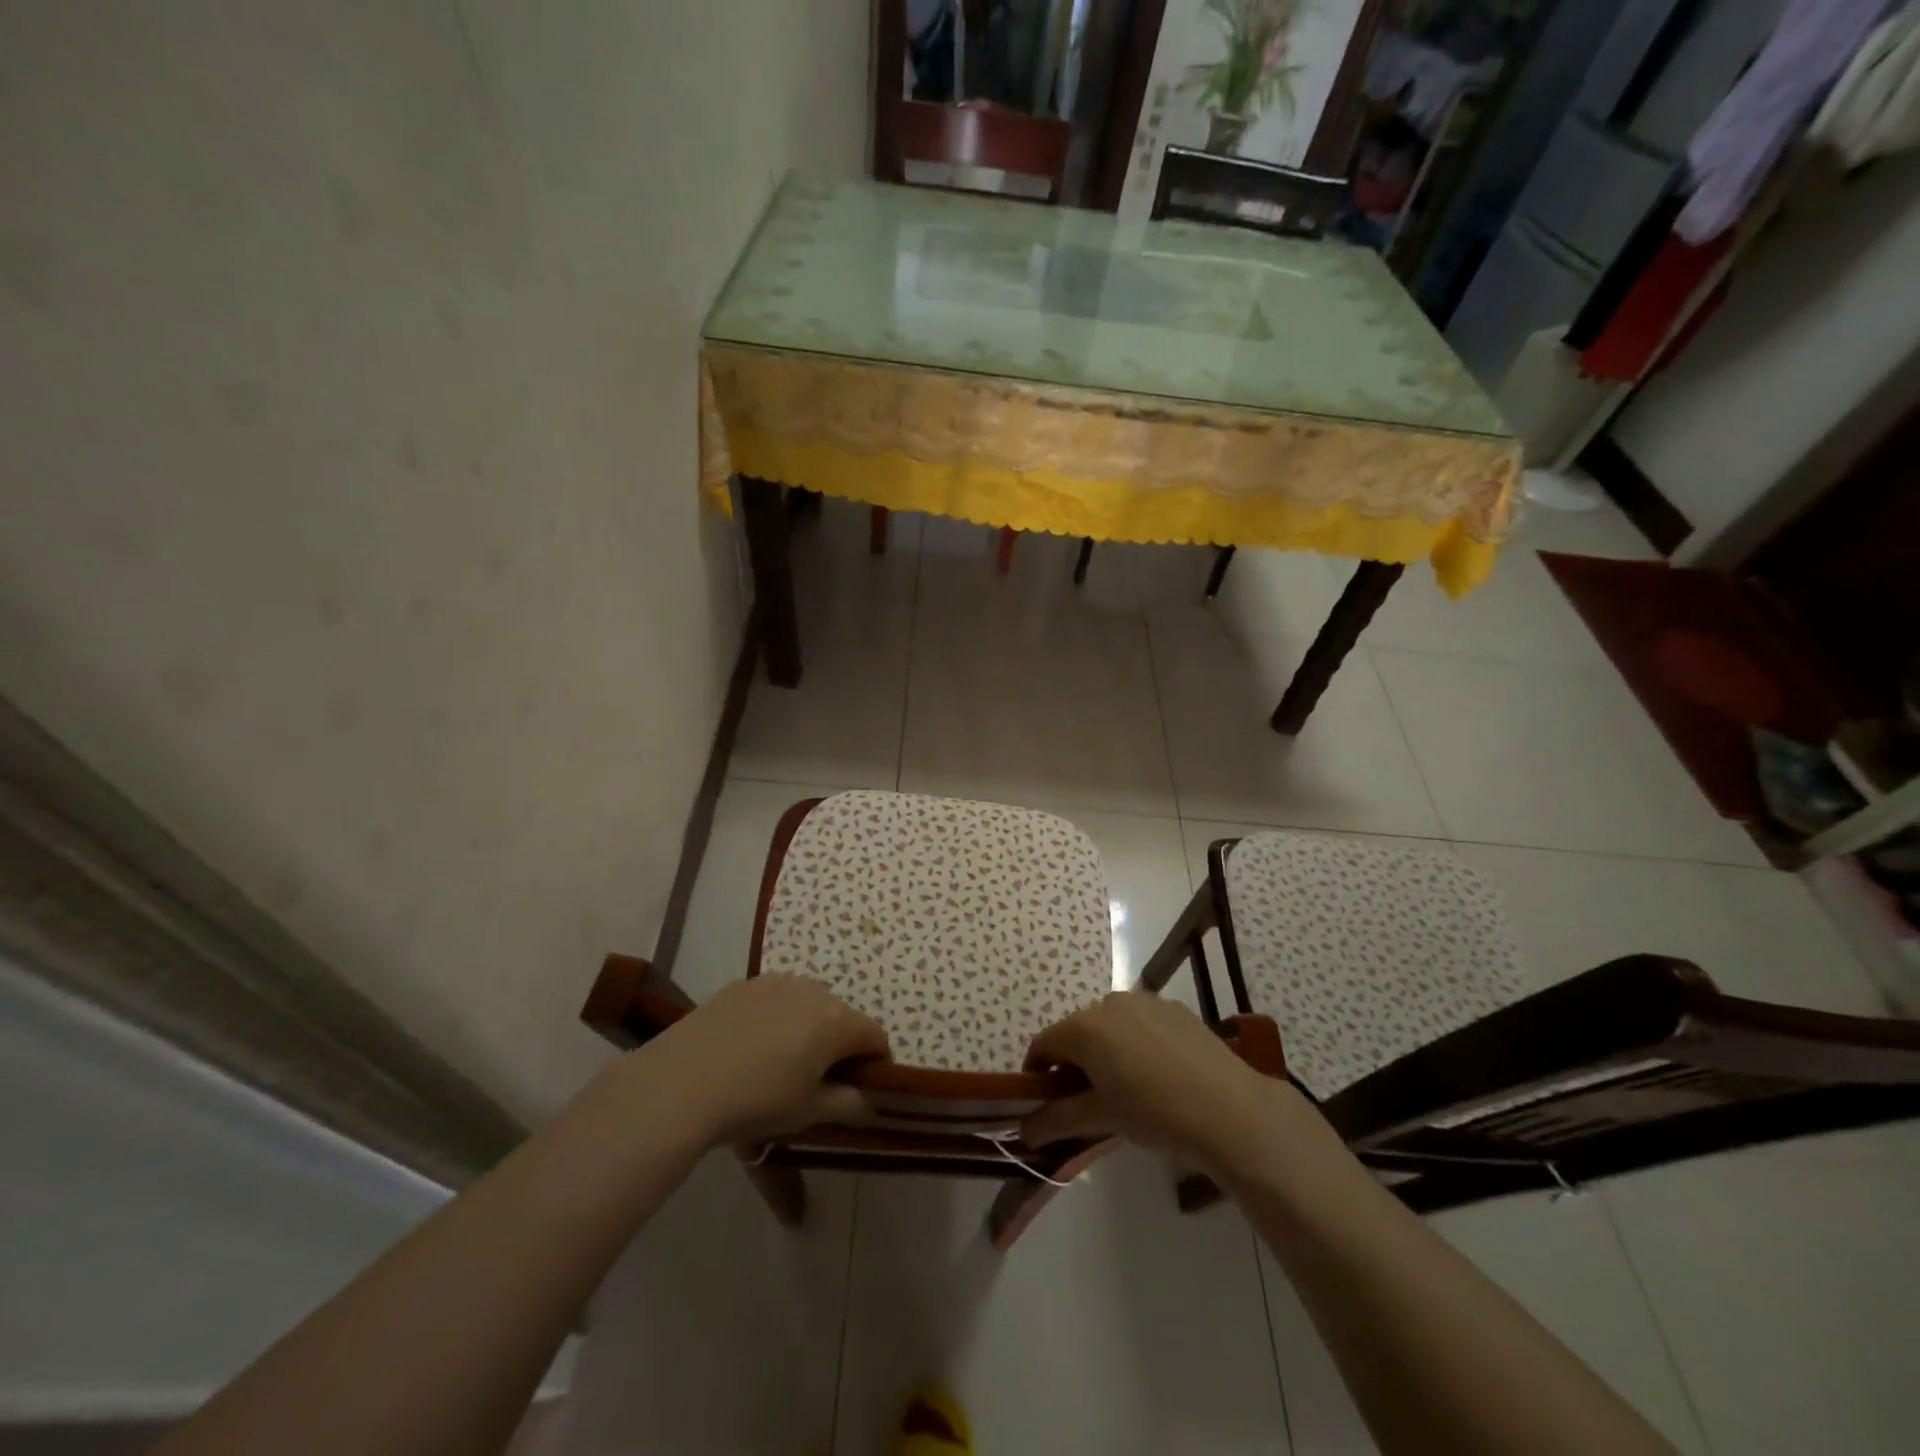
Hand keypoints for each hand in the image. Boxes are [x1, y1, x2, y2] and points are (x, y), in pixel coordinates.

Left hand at [631, 976, 889, 1147]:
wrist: (681, 1082)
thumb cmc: (757, 1100)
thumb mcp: (809, 1112)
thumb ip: (849, 1104)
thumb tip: (868, 1100)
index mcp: (837, 1020)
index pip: (875, 1036)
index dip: (874, 1063)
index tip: (858, 1089)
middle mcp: (813, 990)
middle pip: (841, 1017)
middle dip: (838, 1045)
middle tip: (816, 1081)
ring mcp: (775, 982)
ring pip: (806, 1005)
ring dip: (806, 1029)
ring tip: (778, 1063)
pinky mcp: (743, 984)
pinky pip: (774, 1000)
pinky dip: (774, 1019)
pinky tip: (748, 1048)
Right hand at [1021, 993, 1283, 1169]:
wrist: (1227, 1107)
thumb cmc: (1153, 1112)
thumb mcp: (1100, 1118)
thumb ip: (1056, 1120)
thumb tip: (1024, 1131)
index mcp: (1083, 1027)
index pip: (1044, 1044)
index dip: (1037, 1072)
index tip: (1044, 1101)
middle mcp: (1107, 1003)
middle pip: (1076, 1031)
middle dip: (1073, 1062)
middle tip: (1086, 1100)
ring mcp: (1143, 1001)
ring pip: (1109, 1024)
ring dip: (1105, 1050)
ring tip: (1124, 1087)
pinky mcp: (1173, 1008)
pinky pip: (1140, 1021)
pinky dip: (1135, 1042)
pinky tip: (1157, 1074)